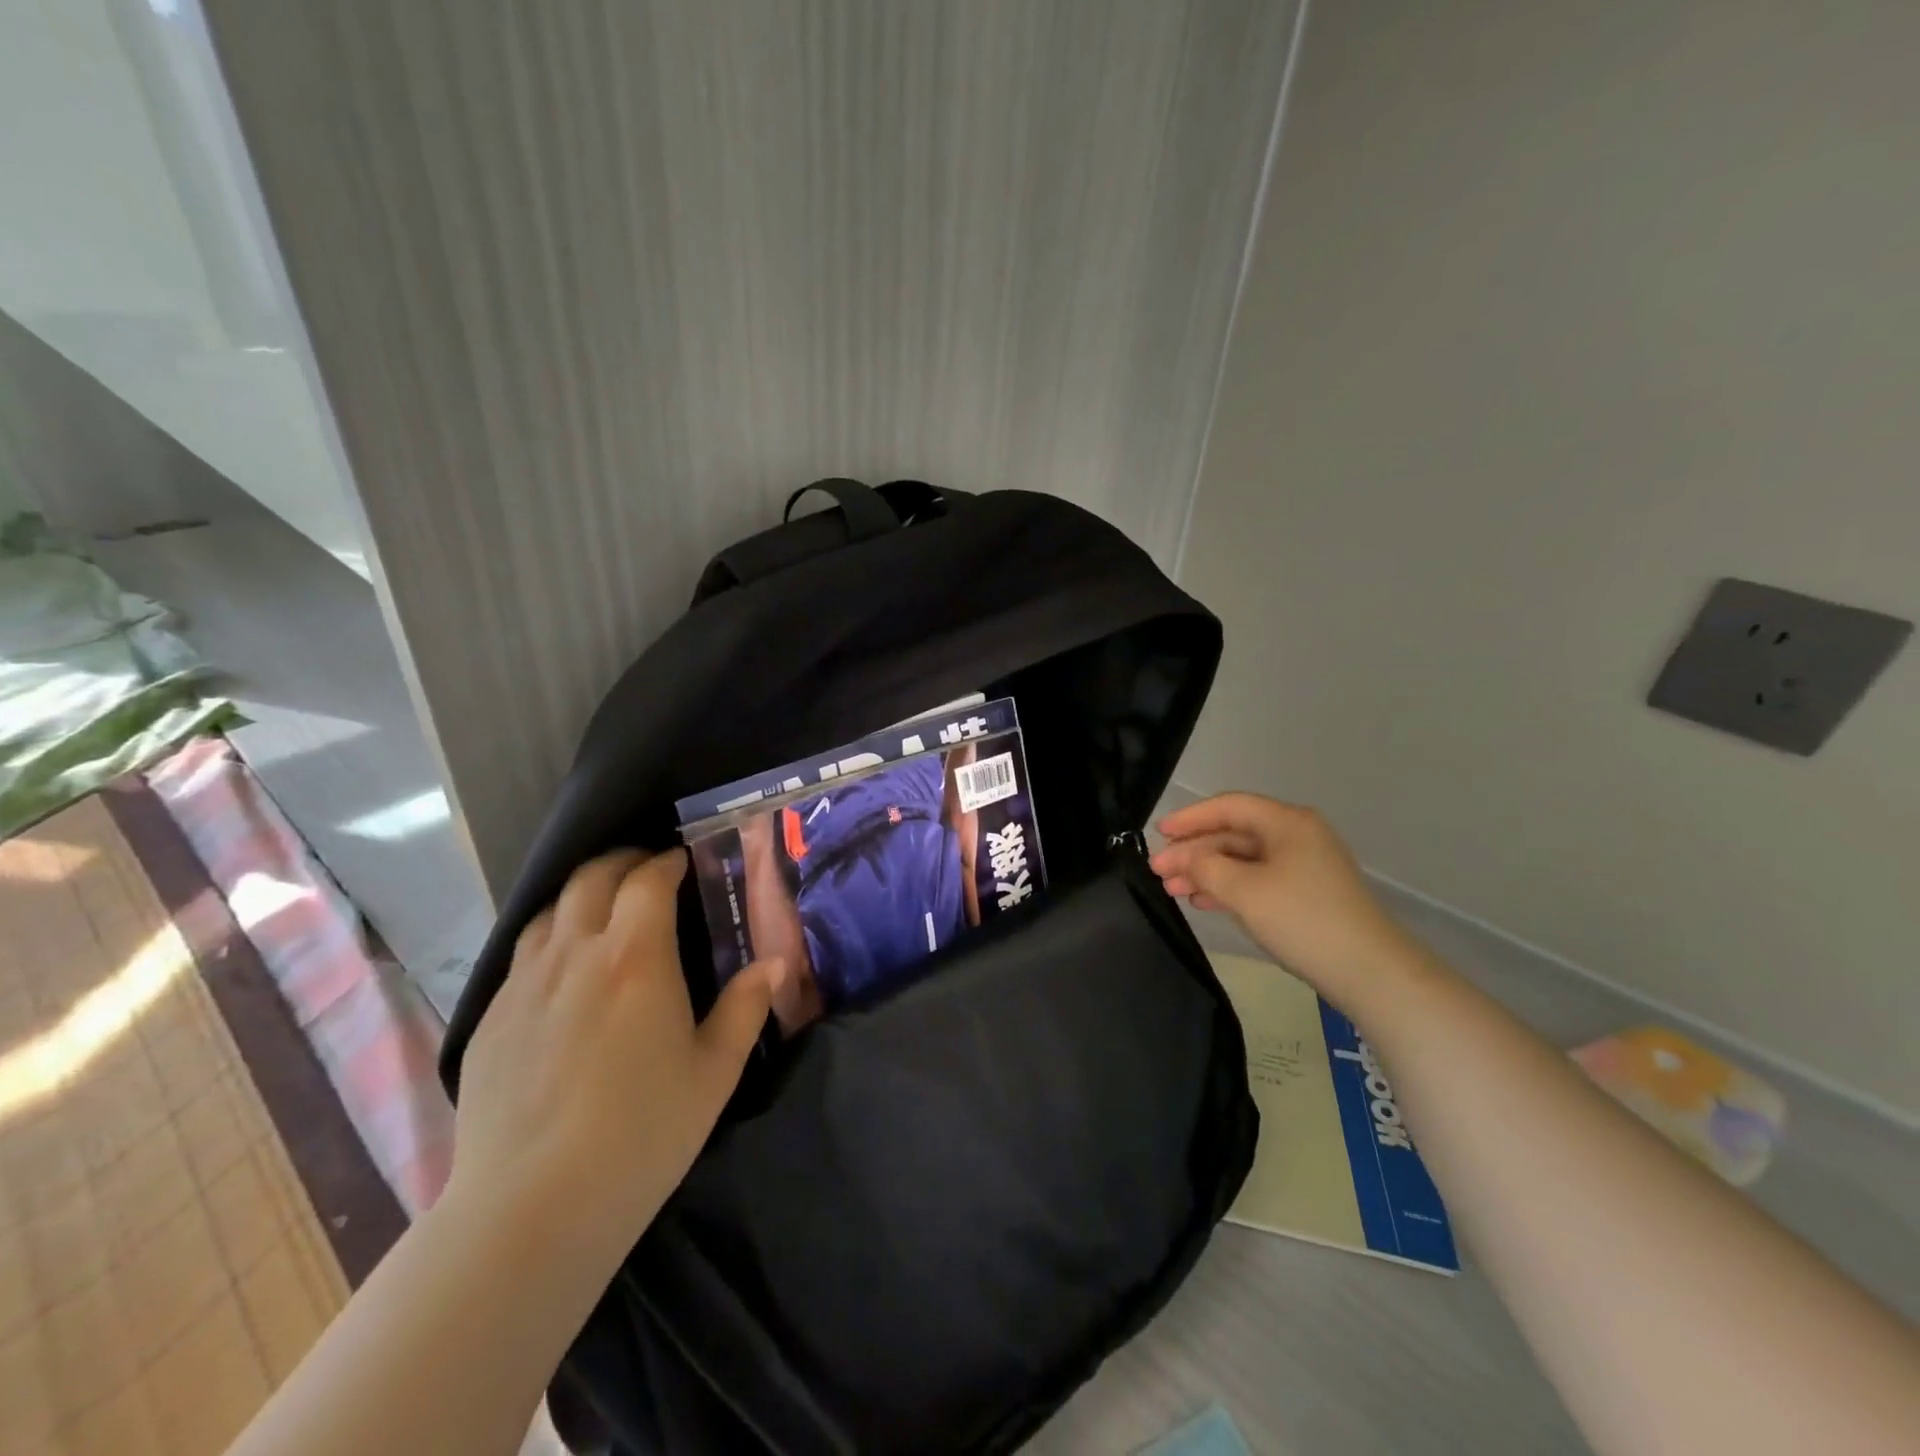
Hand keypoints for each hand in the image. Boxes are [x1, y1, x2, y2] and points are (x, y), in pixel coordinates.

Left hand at [448, 849, 777, 1254]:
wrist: (533, 1207)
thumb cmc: (643, 1133)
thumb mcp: (714, 1071)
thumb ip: (747, 1007)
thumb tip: (776, 962)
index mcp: (636, 957)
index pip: (648, 880)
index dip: (666, 861)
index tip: (682, 861)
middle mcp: (575, 954)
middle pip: (591, 878)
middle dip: (622, 862)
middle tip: (646, 872)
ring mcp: (524, 984)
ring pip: (548, 911)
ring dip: (581, 896)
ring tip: (603, 912)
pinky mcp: (490, 1018)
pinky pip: (521, 956)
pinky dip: (549, 939)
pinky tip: (562, 973)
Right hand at [1151, 793, 1415, 1007]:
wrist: (1370, 972)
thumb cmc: (1302, 920)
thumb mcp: (1244, 890)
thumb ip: (1206, 867)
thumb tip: (1186, 858)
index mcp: (1287, 822)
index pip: (1229, 807)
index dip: (1189, 818)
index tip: (1158, 834)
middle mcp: (1297, 835)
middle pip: (1234, 833)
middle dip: (1194, 851)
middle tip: (1158, 871)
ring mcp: (1304, 866)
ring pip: (1243, 859)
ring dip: (1206, 872)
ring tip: (1172, 890)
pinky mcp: (1306, 894)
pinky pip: (1257, 879)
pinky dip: (1228, 887)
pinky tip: (1204, 901)